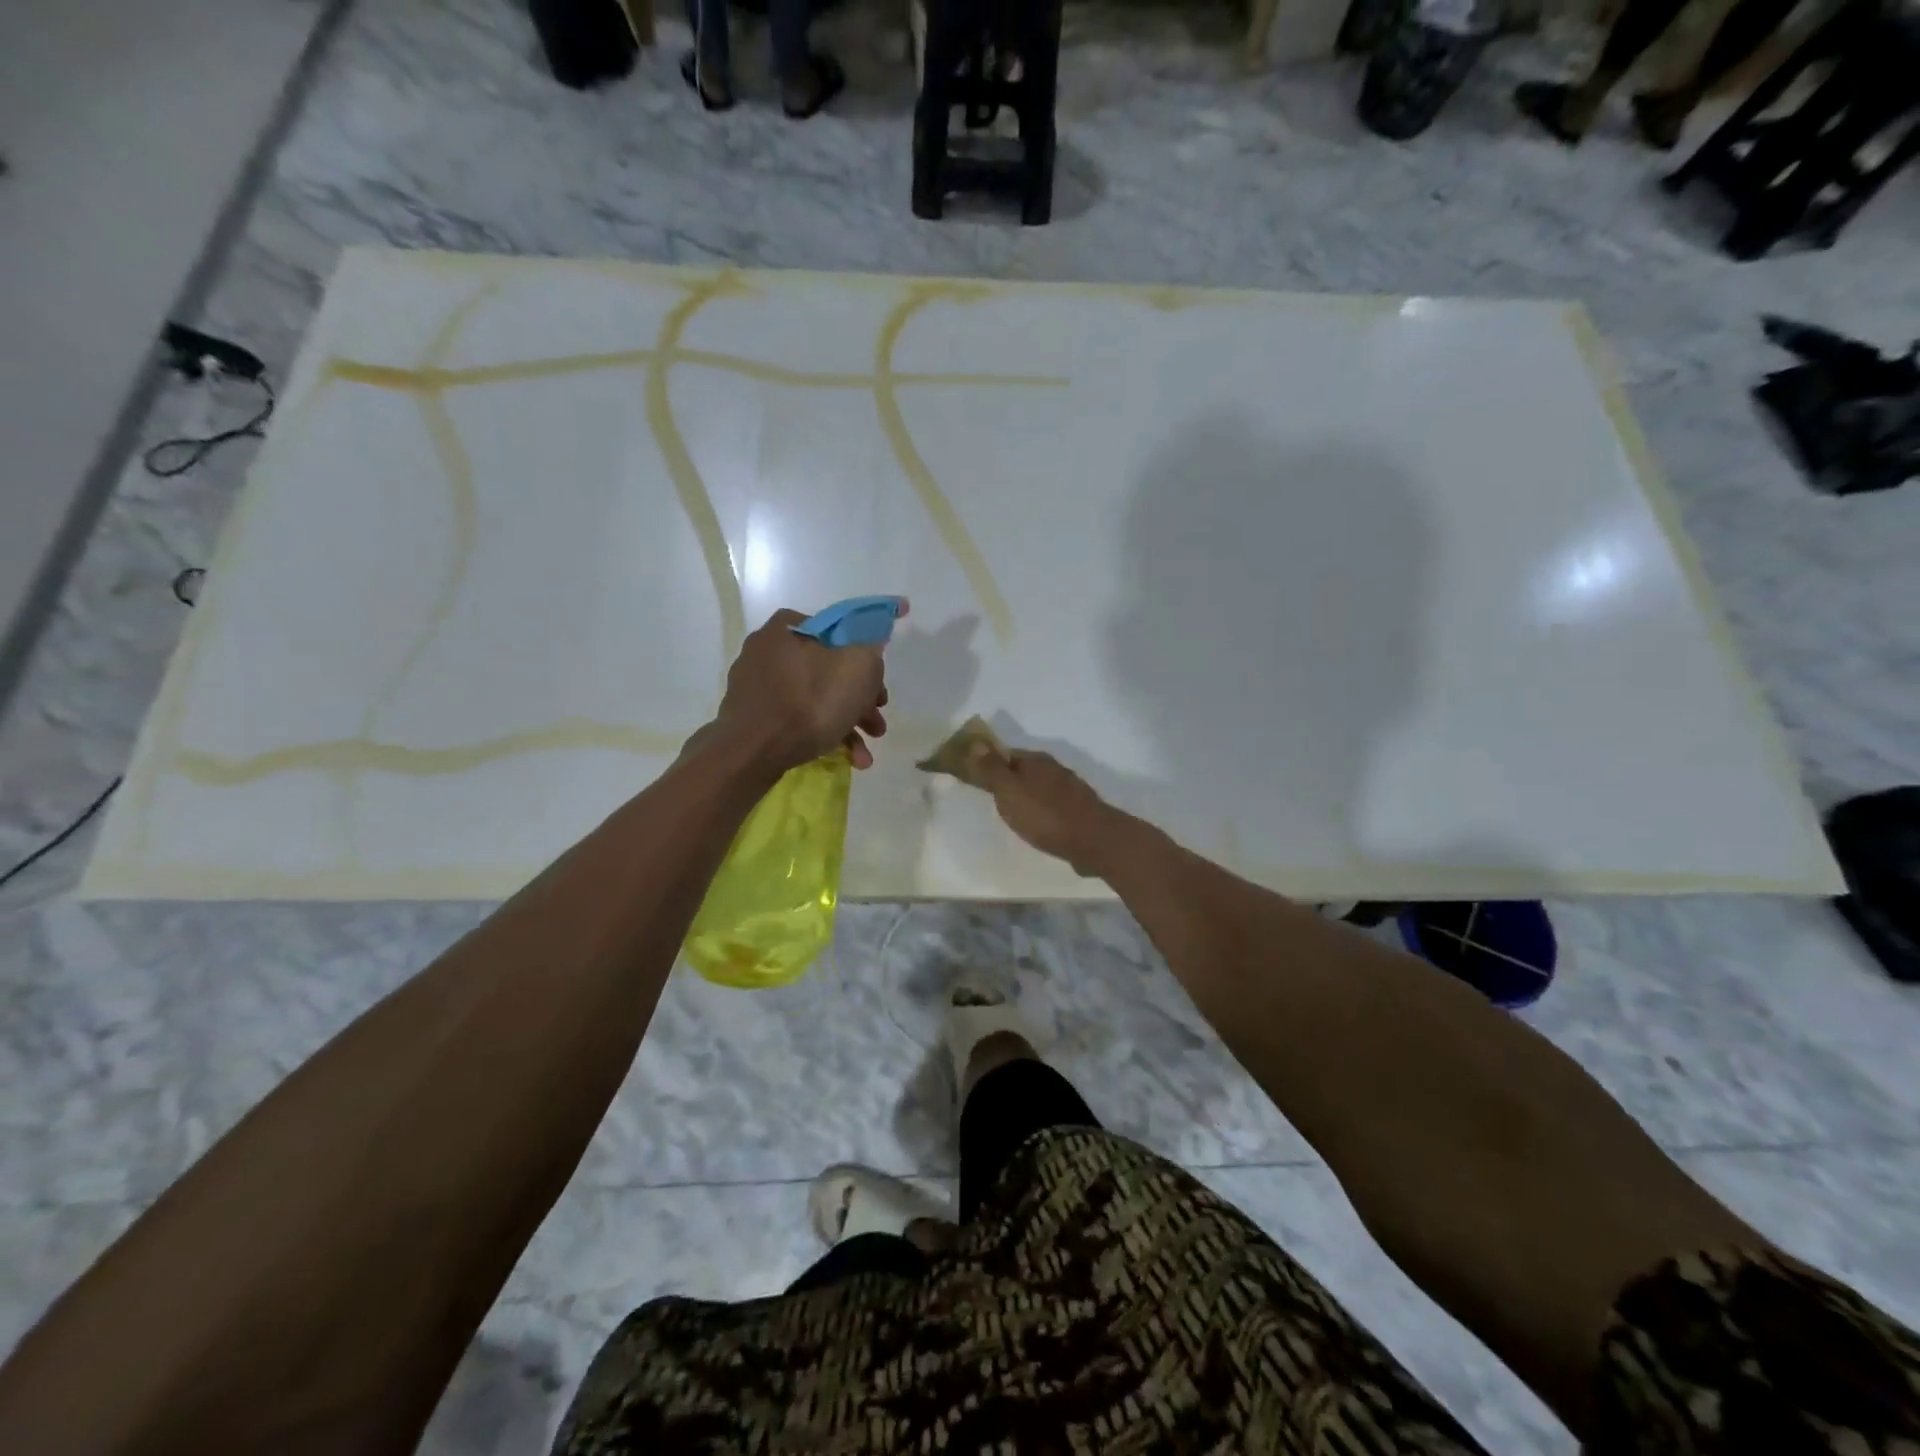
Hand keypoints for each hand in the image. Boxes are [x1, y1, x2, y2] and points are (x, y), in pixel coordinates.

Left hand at [711, 606, 901, 772]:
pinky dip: (822, 735)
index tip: (878, 685)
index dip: (864, 657)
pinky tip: (845, 759)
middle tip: (876, 723)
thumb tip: (870, 646)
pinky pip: (796, 720)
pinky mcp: (753, 718)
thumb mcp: (858, 666)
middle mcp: (766, 651)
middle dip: (859, 701)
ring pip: (814, 699)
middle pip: (828, 671)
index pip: (836, 632)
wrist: (754, 752)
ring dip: (846, 724)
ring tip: (864, 755)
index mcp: (787, 628)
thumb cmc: (810, 702)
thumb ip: (871, 649)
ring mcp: (757, 687)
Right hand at [964, 748, 1119, 875]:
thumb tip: (975, 743)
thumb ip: (992, 769)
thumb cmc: (1045, 815)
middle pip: (1024, 770)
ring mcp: (1070, 789)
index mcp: (1035, 760)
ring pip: (1040, 787)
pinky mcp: (1080, 810)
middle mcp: (1054, 768)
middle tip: (993, 799)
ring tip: (1014, 814)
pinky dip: (1043, 810)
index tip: (976, 779)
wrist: (1094, 841)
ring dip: (1028, 796)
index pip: (1006, 754)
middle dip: (1009, 781)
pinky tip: (1039, 825)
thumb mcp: (1009, 791)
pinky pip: (1053, 804)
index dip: (990, 764)